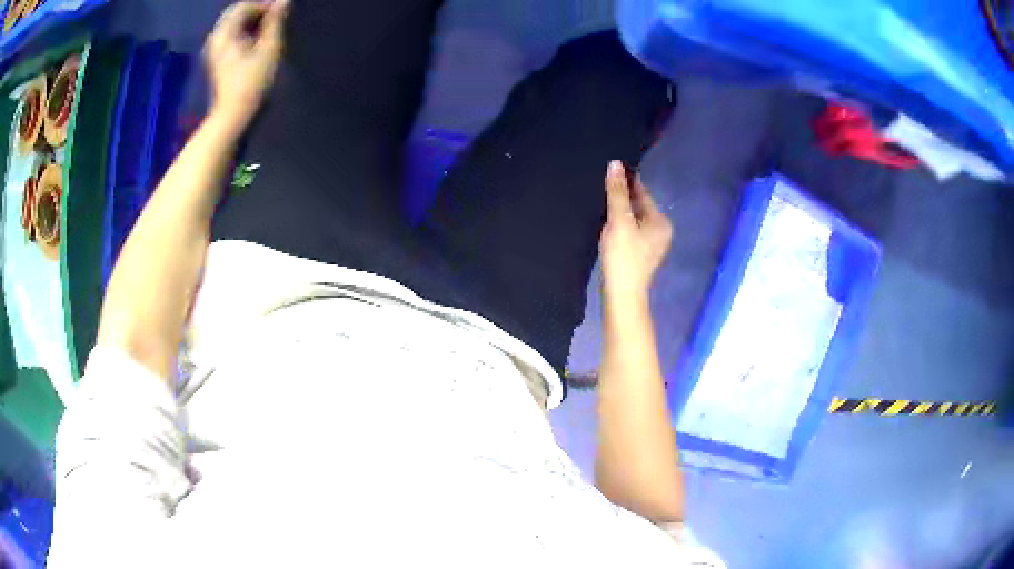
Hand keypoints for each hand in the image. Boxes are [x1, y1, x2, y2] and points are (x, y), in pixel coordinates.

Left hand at [205, 0, 288, 128]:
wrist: (233, 117)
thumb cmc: (252, 84)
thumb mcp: (269, 49)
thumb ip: (275, 22)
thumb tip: (284, 0)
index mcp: (225, 33)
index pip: (244, 6)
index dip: (265, 5)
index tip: (282, 11)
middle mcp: (216, 39)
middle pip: (236, 14)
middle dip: (257, 12)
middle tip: (276, 18)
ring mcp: (214, 51)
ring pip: (233, 25)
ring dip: (252, 22)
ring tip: (270, 29)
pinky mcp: (218, 61)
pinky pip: (231, 37)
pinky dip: (245, 33)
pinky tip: (257, 41)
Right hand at [600, 161, 672, 302]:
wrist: (622, 294)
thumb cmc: (624, 256)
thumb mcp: (619, 220)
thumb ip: (617, 192)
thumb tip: (615, 163)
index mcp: (661, 221)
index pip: (643, 193)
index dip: (626, 181)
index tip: (609, 169)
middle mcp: (660, 231)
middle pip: (638, 206)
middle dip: (622, 196)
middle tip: (600, 183)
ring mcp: (651, 244)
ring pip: (633, 219)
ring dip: (619, 211)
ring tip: (599, 201)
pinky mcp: (640, 255)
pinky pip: (630, 232)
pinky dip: (619, 225)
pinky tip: (604, 223)